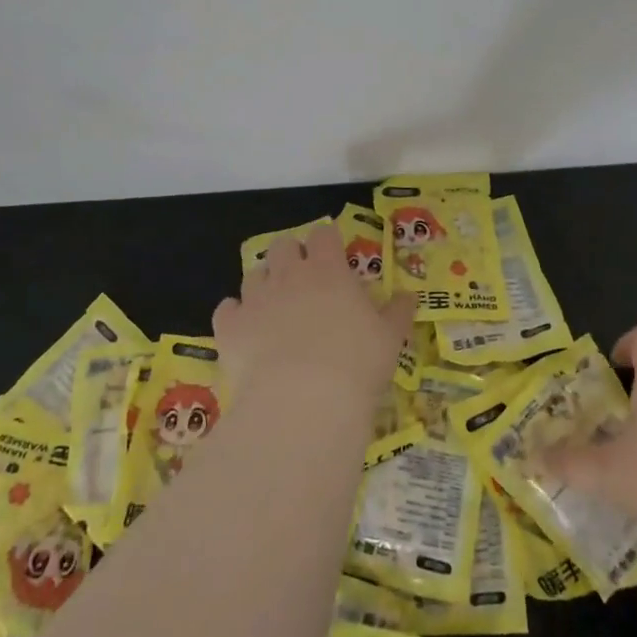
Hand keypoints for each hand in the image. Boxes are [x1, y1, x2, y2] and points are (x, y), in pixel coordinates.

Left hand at [213, 221, 414, 410]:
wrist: (304, 401)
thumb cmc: (357, 363)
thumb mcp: (390, 337)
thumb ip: (398, 311)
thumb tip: (409, 295)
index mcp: (329, 269)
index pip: (324, 234)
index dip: (327, 242)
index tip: (334, 255)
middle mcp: (290, 274)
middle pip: (282, 245)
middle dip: (291, 256)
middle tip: (303, 280)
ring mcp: (256, 298)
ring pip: (253, 274)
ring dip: (264, 284)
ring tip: (274, 307)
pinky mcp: (230, 327)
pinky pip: (226, 309)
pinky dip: (235, 315)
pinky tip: (244, 330)